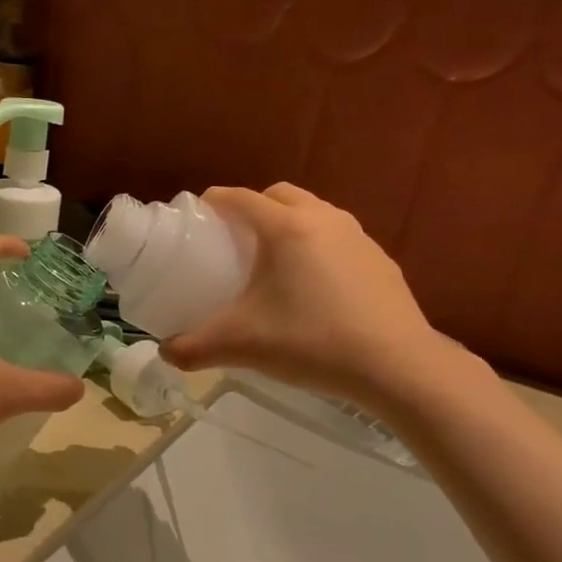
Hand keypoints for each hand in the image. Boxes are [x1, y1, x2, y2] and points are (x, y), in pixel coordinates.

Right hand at [161, 184, 445, 405]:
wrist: (396, 367)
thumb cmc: (311, 343)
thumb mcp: (241, 346)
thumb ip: (193, 348)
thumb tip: (165, 352)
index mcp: (286, 228)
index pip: (240, 198)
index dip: (213, 202)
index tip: (196, 218)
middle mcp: (323, 220)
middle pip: (280, 195)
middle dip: (254, 208)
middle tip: (234, 241)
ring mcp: (358, 238)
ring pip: (314, 213)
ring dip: (289, 224)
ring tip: (274, 263)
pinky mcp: (381, 261)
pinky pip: (339, 239)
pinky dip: (318, 248)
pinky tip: (314, 288)